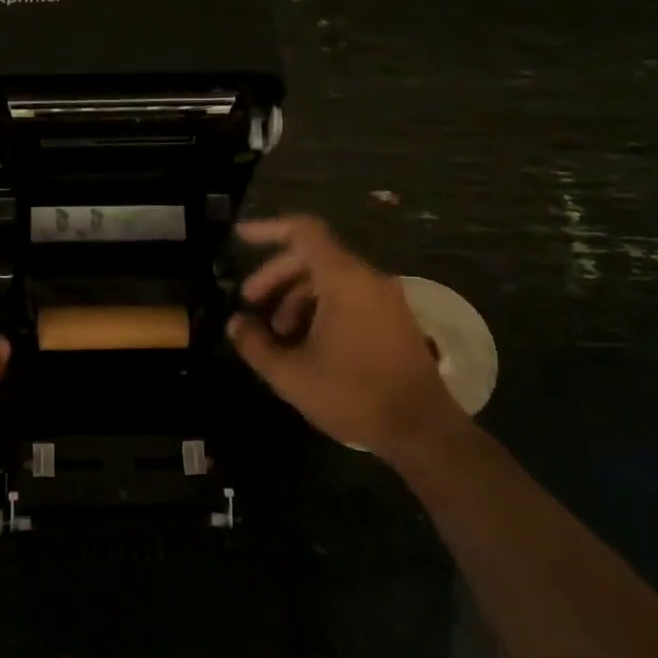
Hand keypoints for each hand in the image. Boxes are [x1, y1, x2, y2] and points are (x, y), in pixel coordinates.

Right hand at [227, 217, 466, 461]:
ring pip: (331, 278)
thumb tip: (235, 323)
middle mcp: (368, 279)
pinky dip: (320, 306)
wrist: (421, 429)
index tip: (239, 237)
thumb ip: (255, 344)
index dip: (268, 229)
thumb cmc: (352, 395)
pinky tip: (304, 340)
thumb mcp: (290, 374)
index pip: (303, 232)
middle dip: (276, 274)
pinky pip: (350, 296)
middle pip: (313, 256)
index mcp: (343, 280)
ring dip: (296, 296)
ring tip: (275, 332)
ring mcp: (386, 299)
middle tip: (249, 302)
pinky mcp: (395, 319)